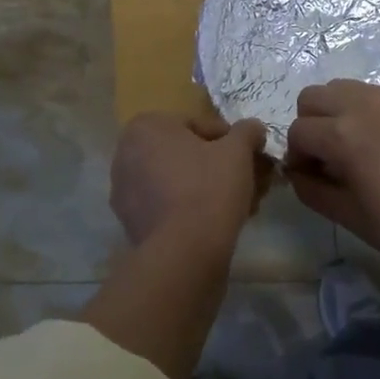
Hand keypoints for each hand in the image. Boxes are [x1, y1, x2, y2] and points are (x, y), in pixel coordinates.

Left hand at [111, 113, 268, 249]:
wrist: (184, 253)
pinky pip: (168, 206)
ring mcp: (125, 191)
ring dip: (209, 188)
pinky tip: (220, 222)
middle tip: (250, 181)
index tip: (250, 156)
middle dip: (220, 166)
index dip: (230, 140)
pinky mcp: (131, 223)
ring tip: (242, 204)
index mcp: (146, 127)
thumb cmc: (208, 188)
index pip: (198, 125)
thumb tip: (254, 128)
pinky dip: (191, 209)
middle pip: (187, 155)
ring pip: (178, 181)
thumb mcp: (238, 151)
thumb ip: (247, 132)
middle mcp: (126, 154)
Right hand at [285, 81, 379, 279]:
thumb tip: (296, 172)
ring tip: (350, 146)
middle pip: (312, 97)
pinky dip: (361, 110)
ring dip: (334, 112)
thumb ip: (309, 188)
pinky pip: (370, 93)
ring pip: (340, 88)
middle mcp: (363, 104)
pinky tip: (378, 143)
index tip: (310, 177)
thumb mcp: (346, 214)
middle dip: (310, 125)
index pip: (298, 132)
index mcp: (344, 134)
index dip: (297, 157)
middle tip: (326, 158)